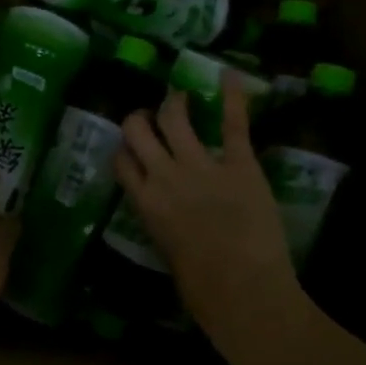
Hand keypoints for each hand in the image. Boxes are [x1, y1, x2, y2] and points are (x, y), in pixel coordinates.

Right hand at [114, 72, 299, 339]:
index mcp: (145, 203)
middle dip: (141, 117)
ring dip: (175, 102)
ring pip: (176, 118)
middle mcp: (164, 176)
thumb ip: (164, 224)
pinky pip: (233, 124)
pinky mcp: (239, 164)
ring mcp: (201, 166)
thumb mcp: (168, 253)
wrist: (243, 289)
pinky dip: (233, 97)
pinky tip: (230, 75)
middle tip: (152, 114)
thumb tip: (170, 219)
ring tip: (180, 97)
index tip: (131, 145)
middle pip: (138, 131)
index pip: (122, 162)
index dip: (125, 149)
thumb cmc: (202, 288)